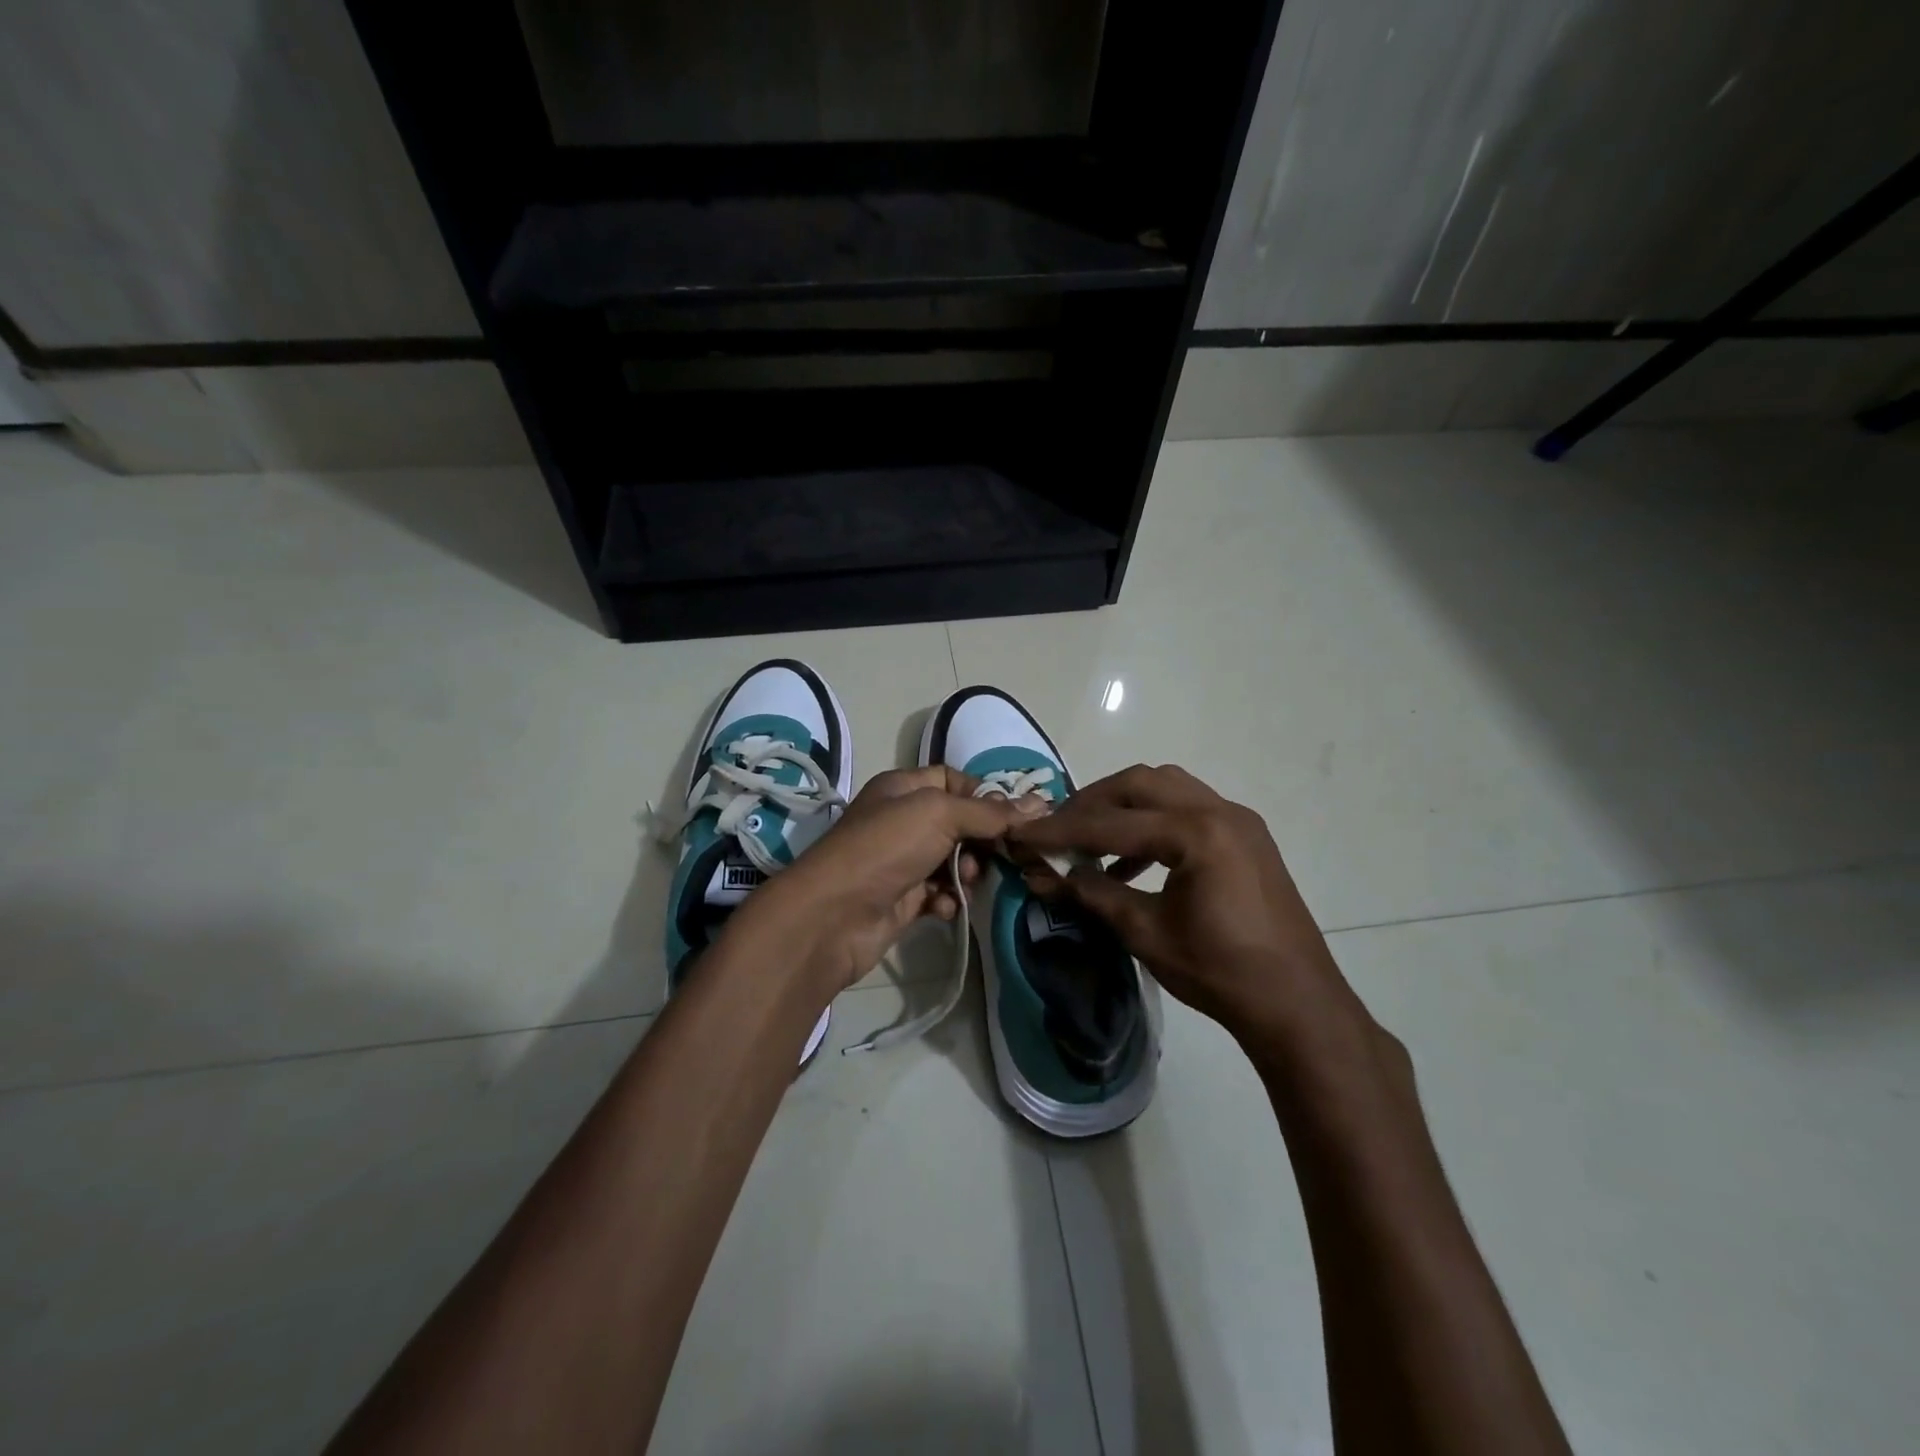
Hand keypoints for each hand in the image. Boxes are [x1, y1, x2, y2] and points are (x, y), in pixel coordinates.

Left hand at [733, 767, 1046, 995]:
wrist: (834, 915)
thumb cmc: (886, 847)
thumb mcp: (940, 814)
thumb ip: (990, 812)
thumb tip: (1039, 803)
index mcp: (903, 788)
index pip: (953, 780)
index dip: (983, 795)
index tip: (1012, 817)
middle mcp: (901, 820)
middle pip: (958, 822)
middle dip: (981, 839)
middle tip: (999, 854)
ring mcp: (901, 861)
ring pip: (952, 860)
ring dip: (966, 871)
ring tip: (966, 881)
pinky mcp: (902, 899)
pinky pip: (939, 893)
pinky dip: (948, 899)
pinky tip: (945, 907)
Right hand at [1007, 764, 1368, 1048]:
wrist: (1297, 1004)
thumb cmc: (1220, 972)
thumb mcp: (1146, 932)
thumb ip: (1092, 894)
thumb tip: (1042, 875)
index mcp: (1197, 833)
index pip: (1112, 822)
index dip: (1061, 830)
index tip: (1022, 834)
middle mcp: (1220, 811)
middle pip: (1139, 784)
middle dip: (1092, 803)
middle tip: (1057, 829)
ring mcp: (1238, 820)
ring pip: (1166, 789)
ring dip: (1123, 807)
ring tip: (1090, 842)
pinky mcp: (1245, 837)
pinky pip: (1187, 810)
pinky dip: (1152, 824)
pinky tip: (1130, 864)